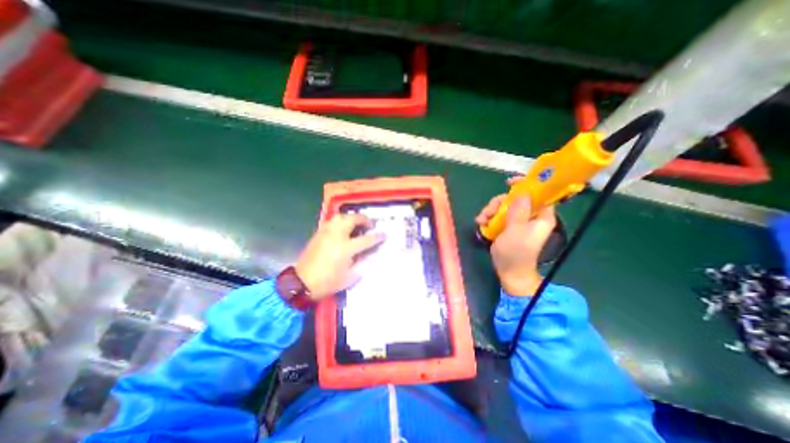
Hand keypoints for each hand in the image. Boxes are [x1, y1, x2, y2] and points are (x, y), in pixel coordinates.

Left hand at [294, 213, 384, 300]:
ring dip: (352, 217)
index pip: (367, 239)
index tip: (384, 235)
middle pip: (353, 220)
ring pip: (341, 216)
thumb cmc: (328, 282)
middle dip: (364, 220)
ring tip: (357, 223)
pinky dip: (341, 221)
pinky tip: (343, 227)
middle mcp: (337, 235)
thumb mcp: (350, 277)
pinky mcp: (318, 233)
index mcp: (346, 248)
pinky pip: (332, 221)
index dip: (377, 237)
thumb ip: (363, 264)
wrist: (302, 282)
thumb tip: (372, 255)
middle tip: (370, 224)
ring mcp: (326, 232)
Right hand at [474, 181, 554, 296]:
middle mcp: (531, 216)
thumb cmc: (515, 253)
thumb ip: (519, 212)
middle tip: (488, 211)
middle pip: (515, 198)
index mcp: (541, 216)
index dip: (526, 185)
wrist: (509, 271)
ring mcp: (518, 221)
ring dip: (490, 210)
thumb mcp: (516, 232)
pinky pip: (498, 214)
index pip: (539, 194)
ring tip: (482, 220)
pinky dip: (488, 217)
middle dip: (499, 203)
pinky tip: (481, 223)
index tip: (509, 182)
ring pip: (504, 205)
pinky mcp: (507, 225)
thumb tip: (522, 192)